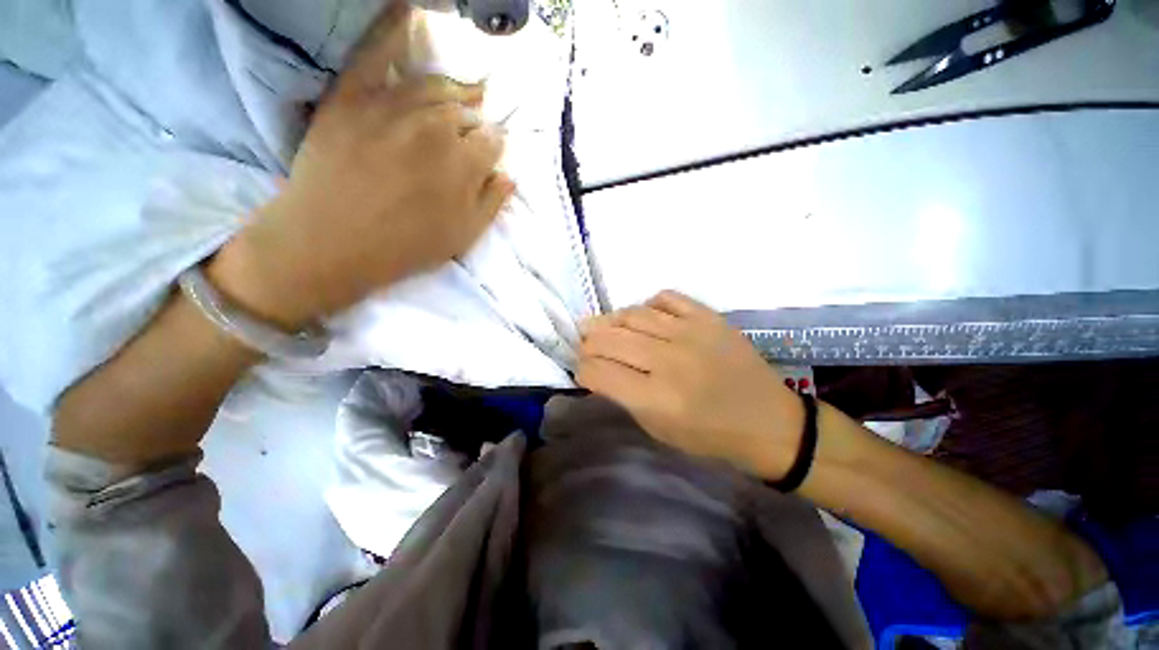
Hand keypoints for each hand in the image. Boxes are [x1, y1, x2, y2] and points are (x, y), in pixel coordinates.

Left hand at [209, 3, 513, 328]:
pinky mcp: (352, 96)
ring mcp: (392, 106)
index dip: (493, 151)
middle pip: (467, 113)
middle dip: (474, 125)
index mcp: (465, 164)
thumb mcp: (463, 236)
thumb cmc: (405, 247)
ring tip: (465, 94)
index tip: (488, 159)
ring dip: (455, 90)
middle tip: (469, 138)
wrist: (329, 243)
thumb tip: (508, 175)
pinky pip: (374, 52)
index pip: (493, 142)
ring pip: (436, 85)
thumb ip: (492, 203)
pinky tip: (409, 9)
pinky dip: (392, 28)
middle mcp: (435, 126)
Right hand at [576, 291, 804, 478]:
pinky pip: (665, 298)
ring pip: (632, 314)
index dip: (582, 370)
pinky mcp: (708, 317)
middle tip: (585, 345)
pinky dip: (647, 305)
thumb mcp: (659, 429)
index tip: (582, 371)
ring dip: (609, 321)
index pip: (598, 371)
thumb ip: (624, 397)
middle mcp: (668, 361)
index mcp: (655, 398)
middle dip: (588, 343)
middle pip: (608, 338)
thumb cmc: (710, 435)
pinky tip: (644, 318)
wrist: (768, 421)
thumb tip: (599, 370)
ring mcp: (690, 333)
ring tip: (603, 327)